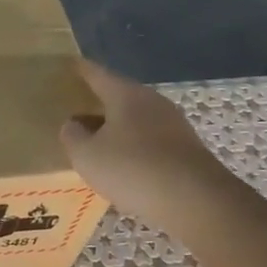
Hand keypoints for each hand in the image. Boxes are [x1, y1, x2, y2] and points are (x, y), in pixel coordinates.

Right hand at [60, 60, 229, 224]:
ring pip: (136, 118)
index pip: (98, 74)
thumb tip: (74, 124)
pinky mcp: (186, 149)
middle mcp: (152, 102)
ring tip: (97, 139)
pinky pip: (151, 139)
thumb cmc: (133, 169)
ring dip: (117, 126)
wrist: (197, 202)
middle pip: (120, 95)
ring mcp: (174, 125)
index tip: (69, 65)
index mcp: (126, 95)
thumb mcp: (87, 155)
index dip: (81, 70)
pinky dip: (134, 145)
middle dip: (99, 100)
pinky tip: (124, 162)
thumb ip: (73, 136)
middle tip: (77, 107)